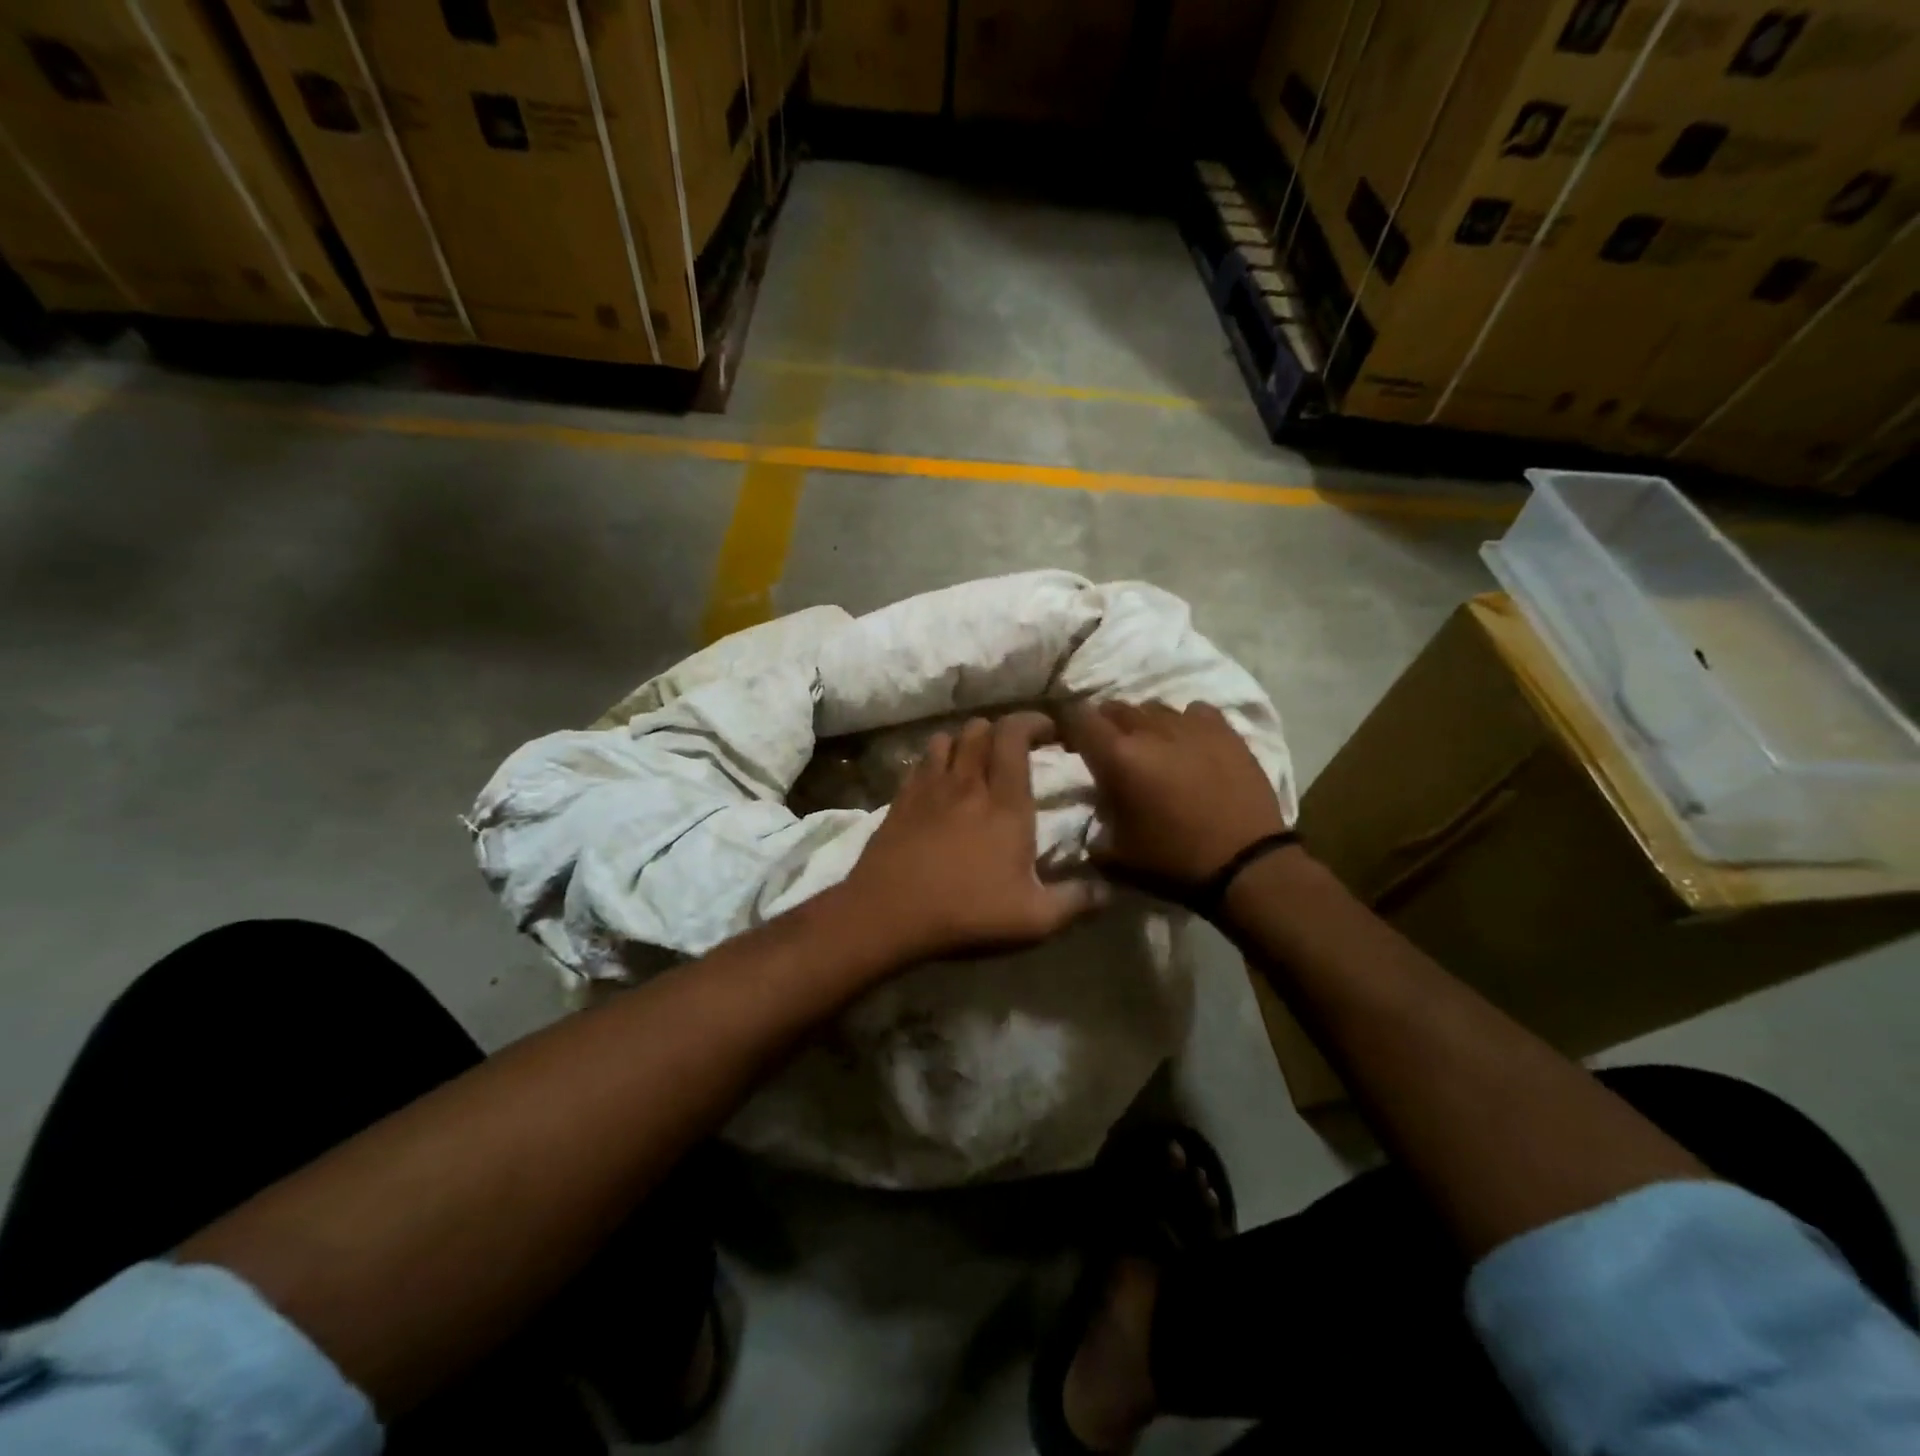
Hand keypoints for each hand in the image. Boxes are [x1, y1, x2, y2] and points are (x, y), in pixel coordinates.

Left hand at [841, 712, 1104, 962]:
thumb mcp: (1033, 918)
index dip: (1034, 722)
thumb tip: (1108, 891)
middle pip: (980, 728)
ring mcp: (929, 787)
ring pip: (947, 738)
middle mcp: (967, 783)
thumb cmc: (966, 911)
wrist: (889, 913)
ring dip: (966, 742)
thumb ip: (1075, 901)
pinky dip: (936, 760)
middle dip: (1001, 730)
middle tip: (1015, 749)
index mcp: (1005, 803)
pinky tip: (940, 782)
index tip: (1050, 731)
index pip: (1015, 737)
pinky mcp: (901, 799)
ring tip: (975, 762)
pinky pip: (920, 761)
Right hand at [1061, 700, 1286, 888]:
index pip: (1077, 717)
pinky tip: (1190, 745)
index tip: (1071, 743)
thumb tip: (1092, 813)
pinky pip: (1194, 712)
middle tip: (1111, 752)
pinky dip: (1185, 724)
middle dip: (1106, 726)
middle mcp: (1150, 730)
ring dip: (1145, 724)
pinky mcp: (1224, 731)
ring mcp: (1190, 725)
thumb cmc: (1174, 862)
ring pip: (1154, 708)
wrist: (1247, 866)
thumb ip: (1094, 825)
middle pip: (1115, 708)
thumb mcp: (1115, 854)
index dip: (1068, 726)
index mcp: (1117, 756)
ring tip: (1153, 748)